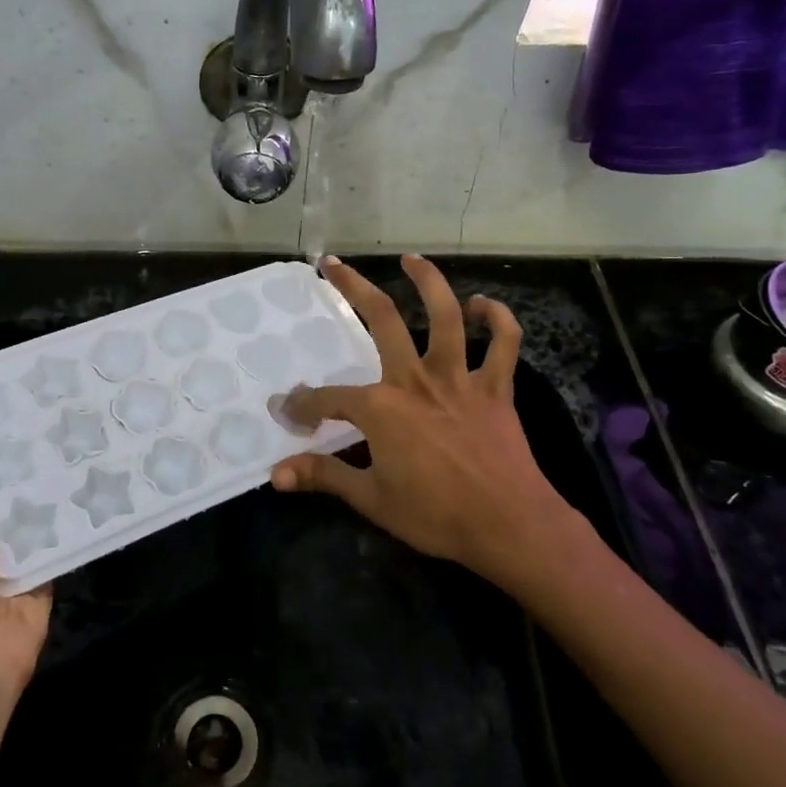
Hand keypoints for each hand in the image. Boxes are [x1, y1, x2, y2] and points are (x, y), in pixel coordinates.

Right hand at [269, 255, 588, 576]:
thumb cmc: (436, 515)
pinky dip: (497, 319)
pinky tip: (482, 305)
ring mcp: (459, 379)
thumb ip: (323, 476)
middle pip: (382, 320)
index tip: (288, 410)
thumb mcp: (371, 499)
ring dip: (429, 282)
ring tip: (411, 260)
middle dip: (352, 288)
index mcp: (382, 408)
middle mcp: (416, 380)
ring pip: (446, 316)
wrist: (509, 526)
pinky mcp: (495, 389)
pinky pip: (503, 344)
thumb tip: (276, 474)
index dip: (303, 404)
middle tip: (333, 264)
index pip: (329, 398)